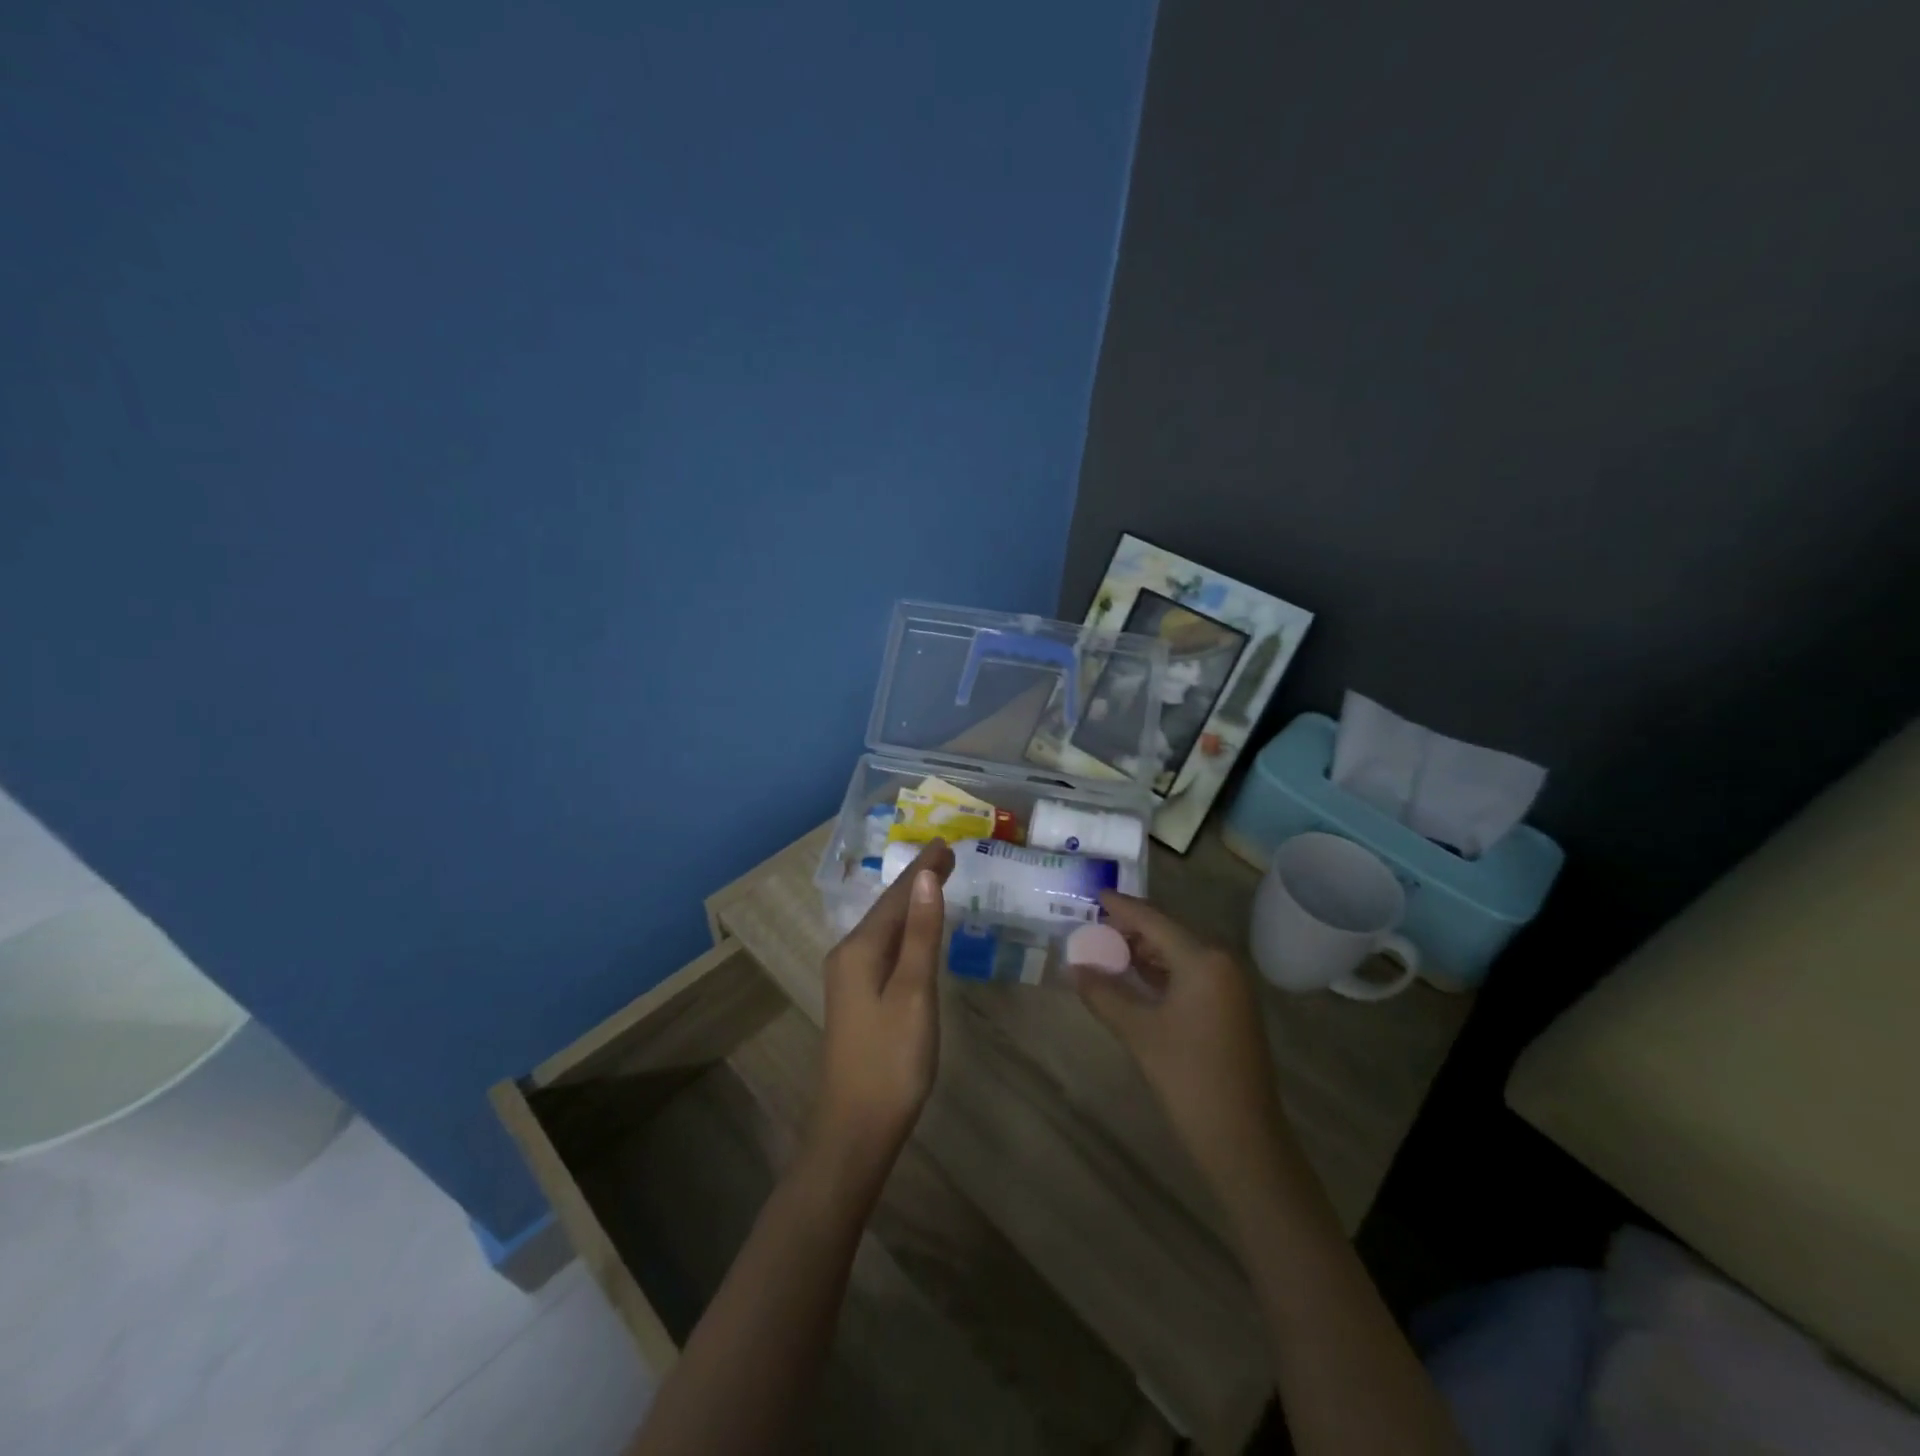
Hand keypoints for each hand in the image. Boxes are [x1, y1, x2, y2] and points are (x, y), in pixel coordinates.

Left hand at [808, 839, 953, 1188]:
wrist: (855, 1129)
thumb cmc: (891, 1060)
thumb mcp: (913, 992)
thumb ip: (920, 934)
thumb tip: (925, 878)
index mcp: (859, 949)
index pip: (897, 896)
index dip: (923, 868)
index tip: (947, 843)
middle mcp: (848, 955)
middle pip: (888, 908)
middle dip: (917, 881)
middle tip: (949, 856)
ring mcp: (850, 979)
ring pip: (885, 928)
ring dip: (911, 904)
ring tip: (937, 881)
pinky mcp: (858, 999)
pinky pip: (884, 949)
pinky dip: (905, 931)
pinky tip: (916, 933)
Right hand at [1072, 892, 1290, 1196]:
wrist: (1243, 1140)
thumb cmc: (1188, 1078)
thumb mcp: (1138, 1032)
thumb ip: (1103, 993)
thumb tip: (1073, 967)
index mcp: (1203, 959)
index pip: (1153, 920)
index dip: (1121, 907)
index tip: (1094, 894)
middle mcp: (1221, 962)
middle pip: (1168, 933)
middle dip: (1130, 930)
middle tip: (1092, 929)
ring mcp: (1230, 985)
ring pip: (1179, 954)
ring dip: (1144, 952)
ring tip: (1105, 951)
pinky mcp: (1230, 1007)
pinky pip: (1190, 974)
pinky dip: (1161, 972)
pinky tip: (1134, 978)